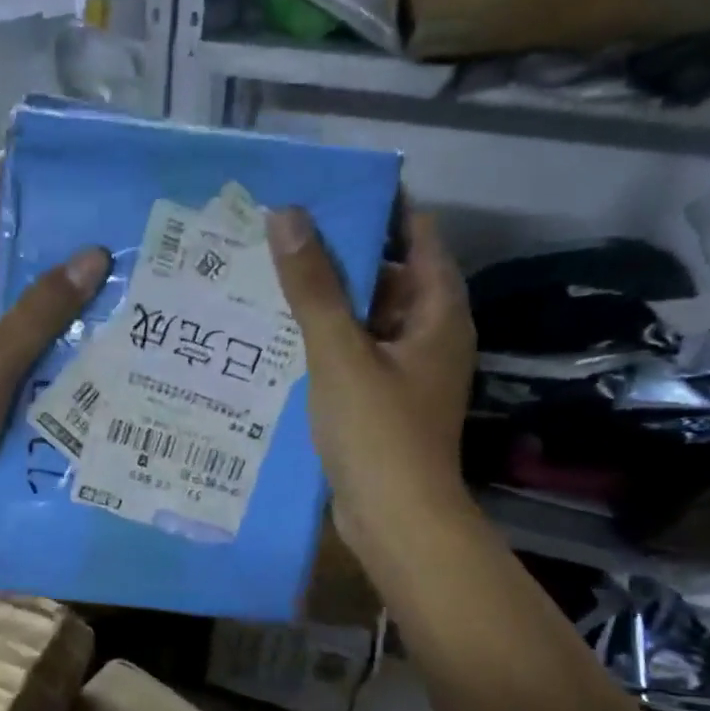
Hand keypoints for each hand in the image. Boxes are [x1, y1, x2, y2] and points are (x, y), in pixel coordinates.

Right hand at [265, 202, 474, 541]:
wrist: (395, 520)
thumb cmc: (377, 433)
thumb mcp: (340, 354)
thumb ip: (314, 287)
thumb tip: (287, 215)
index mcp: (439, 311)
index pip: (417, 233)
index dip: (378, 205)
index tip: (324, 189)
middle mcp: (430, 334)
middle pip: (388, 275)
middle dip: (340, 254)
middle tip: (281, 233)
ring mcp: (407, 371)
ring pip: (366, 319)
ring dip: (327, 301)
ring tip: (270, 277)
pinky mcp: (384, 402)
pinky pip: (355, 355)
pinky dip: (326, 343)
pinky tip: (280, 338)